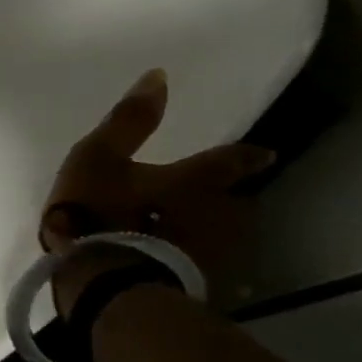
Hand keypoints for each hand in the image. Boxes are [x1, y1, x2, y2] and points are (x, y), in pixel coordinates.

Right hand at [41, 68, 273, 314]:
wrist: (99, 281)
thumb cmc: (97, 211)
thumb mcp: (99, 158)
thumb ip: (127, 121)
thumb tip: (160, 76)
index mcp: (192, 183)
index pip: (227, 163)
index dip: (244, 156)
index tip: (264, 154)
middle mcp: (210, 218)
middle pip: (228, 206)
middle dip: (222, 202)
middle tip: (211, 200)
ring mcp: (203, 256)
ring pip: (213, 238)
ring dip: (201, 234)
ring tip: (181, 234)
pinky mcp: (186, 286)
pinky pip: (190, 265)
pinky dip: (180, 259)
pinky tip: (161, 262)